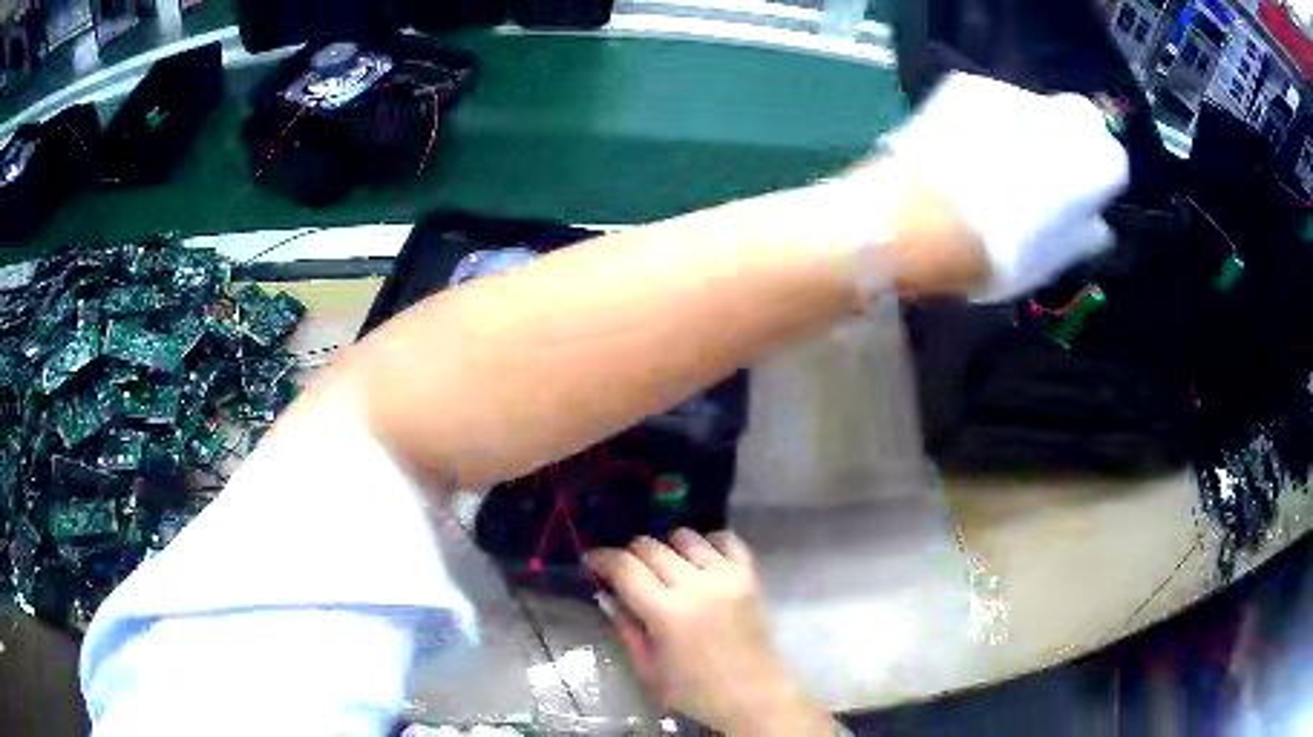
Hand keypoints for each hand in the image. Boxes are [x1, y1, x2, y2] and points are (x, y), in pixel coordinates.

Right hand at [586, 530, 833, 735]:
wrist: (754, 696)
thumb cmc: (696, 691)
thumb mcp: (649, 668)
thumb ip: (626, 628)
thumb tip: (607, 595)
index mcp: (666, 613)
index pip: (625, 567)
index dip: (602, 558)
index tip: (591, 560)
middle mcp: (696, 585)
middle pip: (651, 546)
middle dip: (629, 552)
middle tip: (624, 569)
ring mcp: (726, 577)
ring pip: (686, 537)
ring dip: (666, 545)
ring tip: (662, 564)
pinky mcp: (749, 576)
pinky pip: (727, 540)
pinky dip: (708, 541)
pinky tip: (699, 557)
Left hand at [884, 72, 1128, 301]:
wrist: (921, 219)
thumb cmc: (998, 253)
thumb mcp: (1052, 262)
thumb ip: (1083, 237)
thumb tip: (1097, 226)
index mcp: (1095, 163)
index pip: (1114, 160)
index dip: (1096, 180)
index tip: (1079, 200)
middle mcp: (1062, 117)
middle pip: (1081, 120)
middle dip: (1071, 141)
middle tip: (1044, 175)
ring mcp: (1012, 92)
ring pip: (1033, 107)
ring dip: (1025, 129)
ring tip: (991, 165)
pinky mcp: (968, 84)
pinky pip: (988, 101)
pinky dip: (985, 119)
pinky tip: (961, 148)